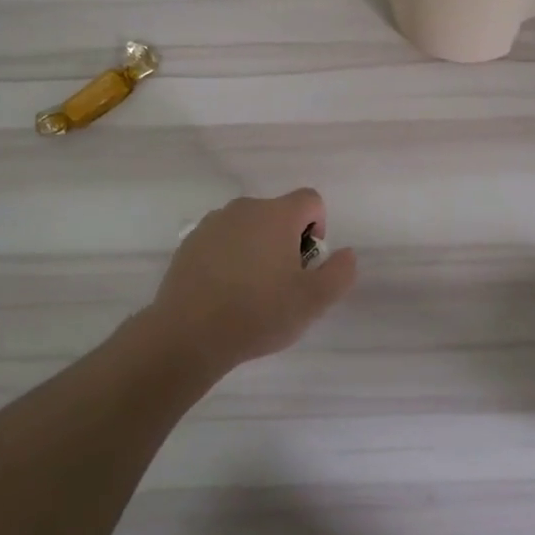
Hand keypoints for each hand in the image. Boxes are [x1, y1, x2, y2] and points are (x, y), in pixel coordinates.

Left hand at [144, 189, 357, 376]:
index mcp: (277, 214)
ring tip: (251, 289)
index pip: (311, 200)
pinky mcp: (190, 242)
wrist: (188, 334)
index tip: (307, 262)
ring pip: (249, 226)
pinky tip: (224, 291)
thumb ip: (340, 272)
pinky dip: (230, 256)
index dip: (318, 226)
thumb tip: (345, 253)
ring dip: (257, 247)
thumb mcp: (313, 301)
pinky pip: (222, 240)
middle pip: (278, 213)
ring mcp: (212, 223)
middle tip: (282, 282)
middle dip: (287, 240)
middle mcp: (244, 208)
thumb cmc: (258, 313)